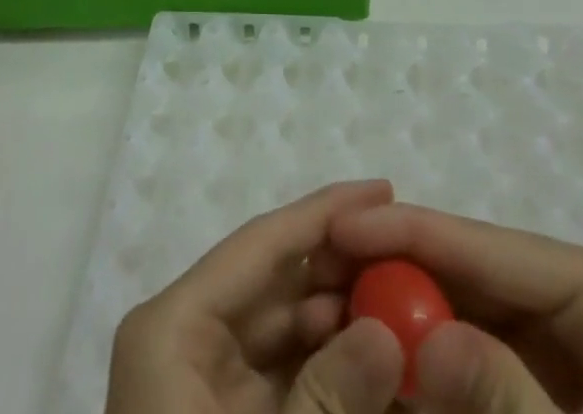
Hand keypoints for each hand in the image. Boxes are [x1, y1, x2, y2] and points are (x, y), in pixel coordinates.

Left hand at [105, 180, 405, 413]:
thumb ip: (328, 399)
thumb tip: (386, 328)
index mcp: (173, 325)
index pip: (261, 245)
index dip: (325, 212)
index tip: (384, 189)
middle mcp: (186, 337)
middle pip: (276, 282)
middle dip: (342, 269)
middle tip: (409, 256)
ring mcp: (203, 382)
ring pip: (285, 329)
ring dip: (343, 319)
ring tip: (406, 303)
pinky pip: (286, 376)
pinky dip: (332, 369)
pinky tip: (381, 362)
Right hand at [330, 204, 582, 413]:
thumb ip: (505, 401)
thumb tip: (421, 335)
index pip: (490, 246)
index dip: (410, 230)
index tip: (340, 225)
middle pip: (476, 273)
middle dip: (402, 275)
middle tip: (330, 273)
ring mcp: (578, 339)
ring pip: (475, 313)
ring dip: (412, 317)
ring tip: (344, 309)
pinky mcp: (563, 381)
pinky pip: (489, 357)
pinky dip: (440, 364)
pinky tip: (395, 362)